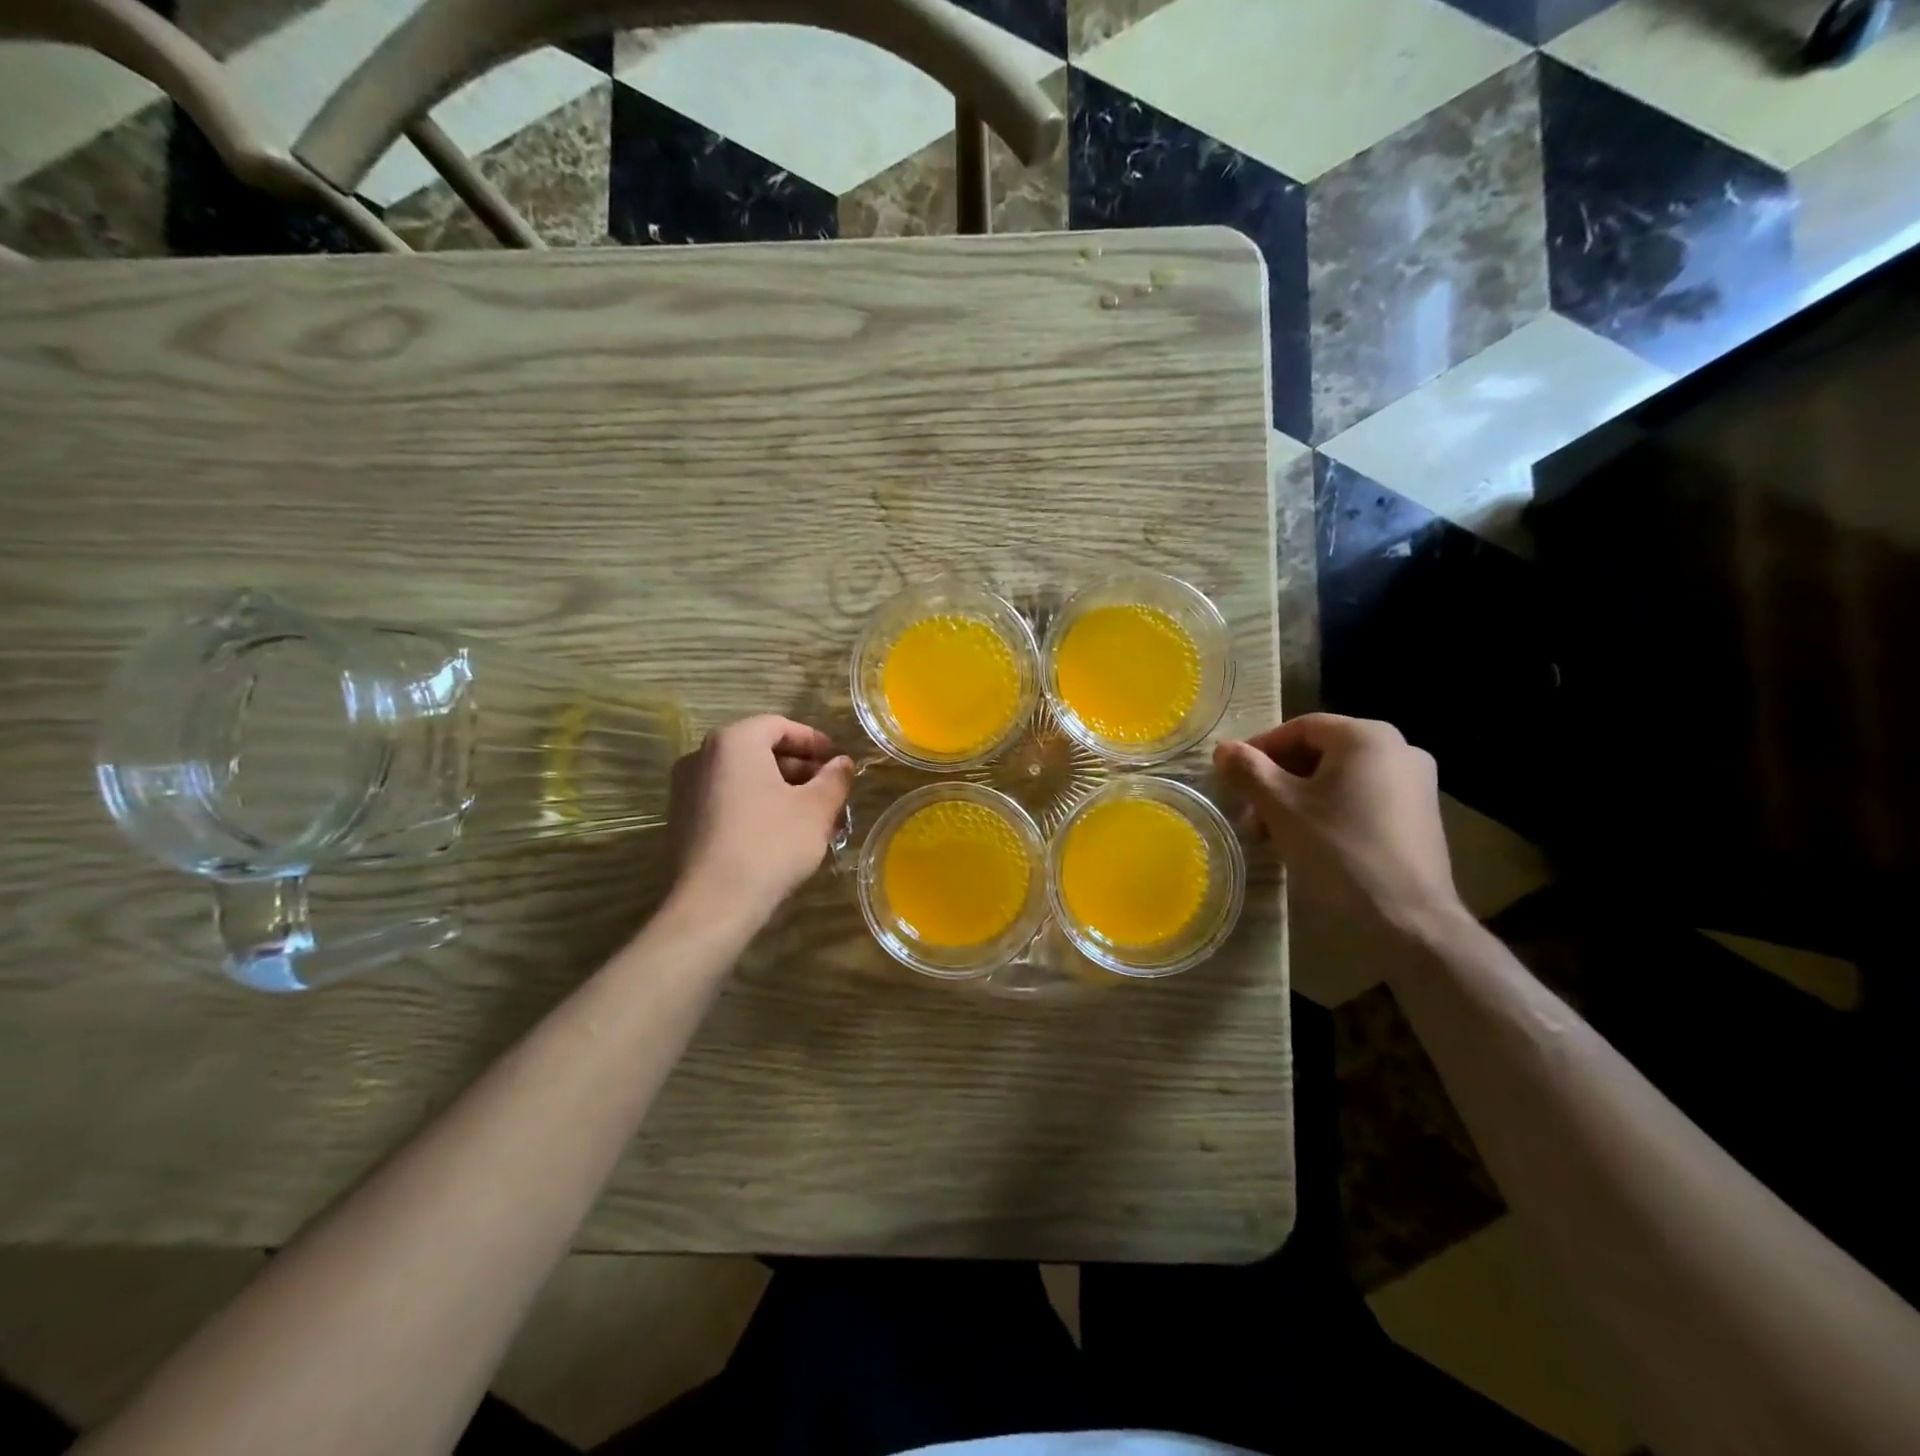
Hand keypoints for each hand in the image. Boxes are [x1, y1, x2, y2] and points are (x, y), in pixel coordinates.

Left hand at [667, 716, 854, 922]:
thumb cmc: (771, 843)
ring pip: (744, 778)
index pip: (779, 726)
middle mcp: (703, 756)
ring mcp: (686, 789)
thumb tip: (842, 763)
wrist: (714, 902)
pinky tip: (780, 833)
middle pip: (759, 750)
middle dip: (799, 769)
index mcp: (734, 741)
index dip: (813, 741)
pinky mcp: (682, 820)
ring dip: (780, 790)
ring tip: (811, 817)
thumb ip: (834, 779)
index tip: (837, 761)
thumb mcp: (816, 809)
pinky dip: (756, 806)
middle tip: (828, 792)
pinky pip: (727, 799)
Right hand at [1213, 714, 1464, 936]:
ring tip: (1273, 832)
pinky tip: (1309, 841)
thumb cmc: (1339, 850)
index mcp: (1367, 737)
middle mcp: (1399, 748)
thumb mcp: (1281, 807)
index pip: (1300, 727)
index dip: (1260, 749)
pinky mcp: (1421, 816)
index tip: (1233, 777)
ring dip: (1300, 798)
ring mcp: (1416, 784)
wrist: (1408, 919)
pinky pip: (1364, 798)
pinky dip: (1331, 810)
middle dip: (1278, 779)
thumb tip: (1224, 749)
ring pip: (1341, 778)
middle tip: (1250, 811)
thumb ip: (1249, 771)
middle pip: (1321, 752)